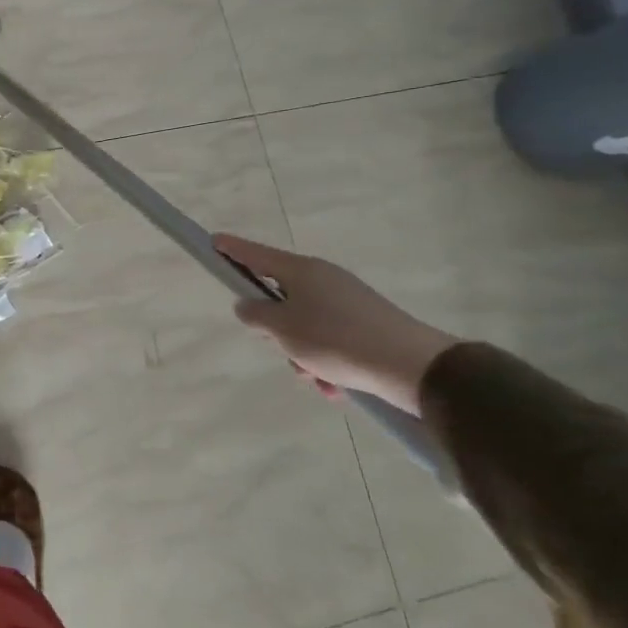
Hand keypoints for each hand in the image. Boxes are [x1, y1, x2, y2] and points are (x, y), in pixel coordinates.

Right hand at [212, 234, 458, 416]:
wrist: (415, 367)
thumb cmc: (336, 340)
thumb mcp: (282, 329)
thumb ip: (255, 315)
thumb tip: (247, 305)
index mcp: (301, 271)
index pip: (255, 255)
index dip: (232, 250)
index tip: (213, 241)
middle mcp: (324, 279)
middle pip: (281, 296)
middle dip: (275, 328)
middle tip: (278, 347)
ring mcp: (349, 301)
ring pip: (305, 324)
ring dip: (302, 352)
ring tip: (315, 378)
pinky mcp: (368, 325)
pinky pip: (332, 340)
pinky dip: (327, 361)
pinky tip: (335, 386)